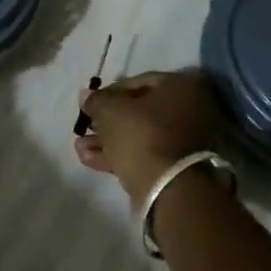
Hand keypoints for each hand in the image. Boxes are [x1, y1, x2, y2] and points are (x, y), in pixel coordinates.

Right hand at [75, 70, 226, 207]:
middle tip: (86, 125)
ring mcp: (186, 141)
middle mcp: (191, 109)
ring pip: (141, 135)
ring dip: (109, 139)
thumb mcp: (111, 111)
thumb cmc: (142, 135)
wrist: (169, 189)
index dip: (110, 91)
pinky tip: (89, 158)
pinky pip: (146, 154)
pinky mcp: (178, 168)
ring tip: (80, 145)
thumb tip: (86, 95)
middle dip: (108, 119)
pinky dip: (120, 154)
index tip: (91, 103)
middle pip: (140, 110)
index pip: (139, 81)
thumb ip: (96, 100)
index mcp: (181, 86)